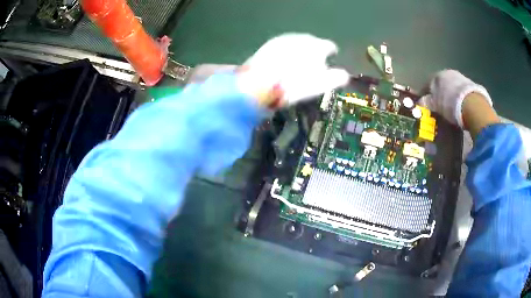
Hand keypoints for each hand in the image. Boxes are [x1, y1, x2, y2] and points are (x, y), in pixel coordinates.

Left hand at [238, 33, 349, 106]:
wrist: (261, 82)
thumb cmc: (294, 85)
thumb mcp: (319, 84)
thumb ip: (335, 78)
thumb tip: (344, 75)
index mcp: (316, 47)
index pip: (328, 46)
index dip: (331, 51)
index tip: (332, 55)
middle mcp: (301, 39)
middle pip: (312, 42)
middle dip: (314, 50)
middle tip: (313, 62)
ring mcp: (284, 40)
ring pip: (297, 42)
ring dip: (300, 49)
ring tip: (299, 61)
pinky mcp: (269, 45)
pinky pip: (282, 45)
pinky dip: (286, 51)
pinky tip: (283, 60)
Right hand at [420, 70, 492, 127]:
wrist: (471, 104)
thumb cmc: (450, 104)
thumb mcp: (436, 106)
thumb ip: (427, 102)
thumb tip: (420, 101)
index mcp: (436, 76)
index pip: (428, 84)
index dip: (426, 94)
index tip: (426, 104)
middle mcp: (447, 72)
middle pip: (441, 84)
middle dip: (440, 93)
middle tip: (440, 106)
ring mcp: (460, 77)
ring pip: (452, 86)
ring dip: (451, 95)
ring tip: (451, 107)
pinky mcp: (470, 84)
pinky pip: (461, 91)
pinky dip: (459, 97)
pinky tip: (460, 106)